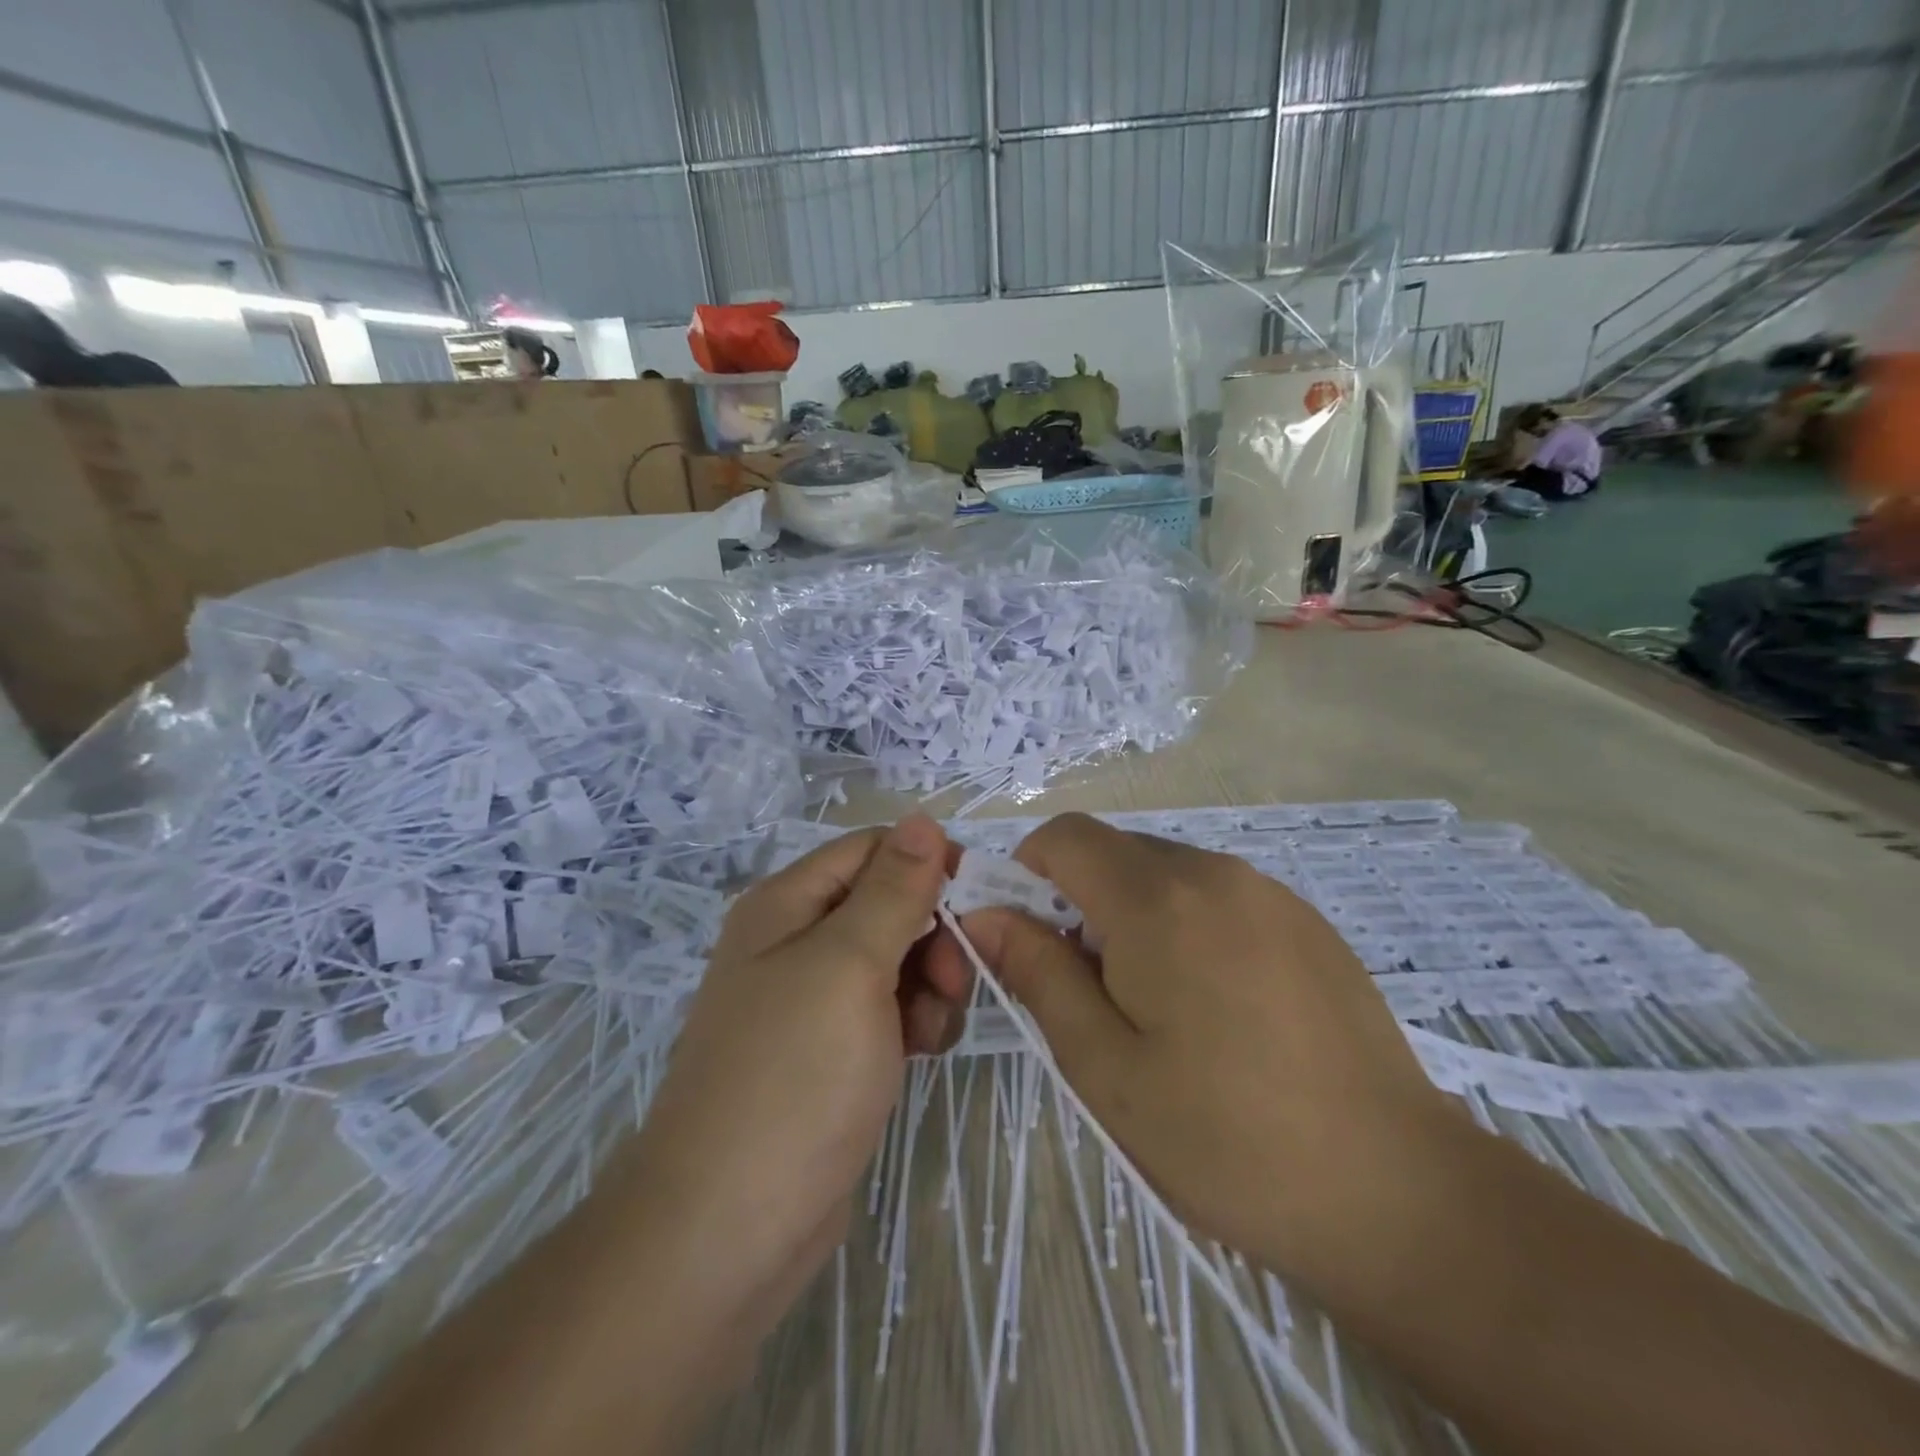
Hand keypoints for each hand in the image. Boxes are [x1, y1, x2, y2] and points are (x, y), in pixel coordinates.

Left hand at [612, 816, 970, 1374]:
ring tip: (927, 1033)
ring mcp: (811, 1001)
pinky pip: (888, 1011)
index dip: (927, 865)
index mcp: (787, 904)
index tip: (974, 903)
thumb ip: (893, 890)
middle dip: (931, 935)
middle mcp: (795, 942)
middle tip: (952, 982)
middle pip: (888, 904)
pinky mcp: (829, 1052)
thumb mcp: (850, 966)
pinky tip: (918, 1056)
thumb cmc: (792, 1078)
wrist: (727, 1232)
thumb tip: (922, 818)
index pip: (874, 850)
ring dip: (929, 984)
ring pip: (897, 960)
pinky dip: (913, 1023)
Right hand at [959, 812, 1459, 1281]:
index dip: (1028, 873)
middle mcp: (1215, 873)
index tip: (1029, 940)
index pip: (1065, 836)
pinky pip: (1219, 897)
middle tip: (1090, 993)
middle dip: (1081, 902)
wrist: (1395, 1192)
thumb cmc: (1225, 1137)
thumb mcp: (1104, 1066)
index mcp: (1158, 899)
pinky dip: (1189, 927)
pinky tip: (1219, 1010)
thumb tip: (984, 915)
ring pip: (1167, 874)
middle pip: (1116, 853)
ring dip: (1135, 917)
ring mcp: (1270, 893)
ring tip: (1157, 1009)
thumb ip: (1038, 973)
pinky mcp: (1307, 921)